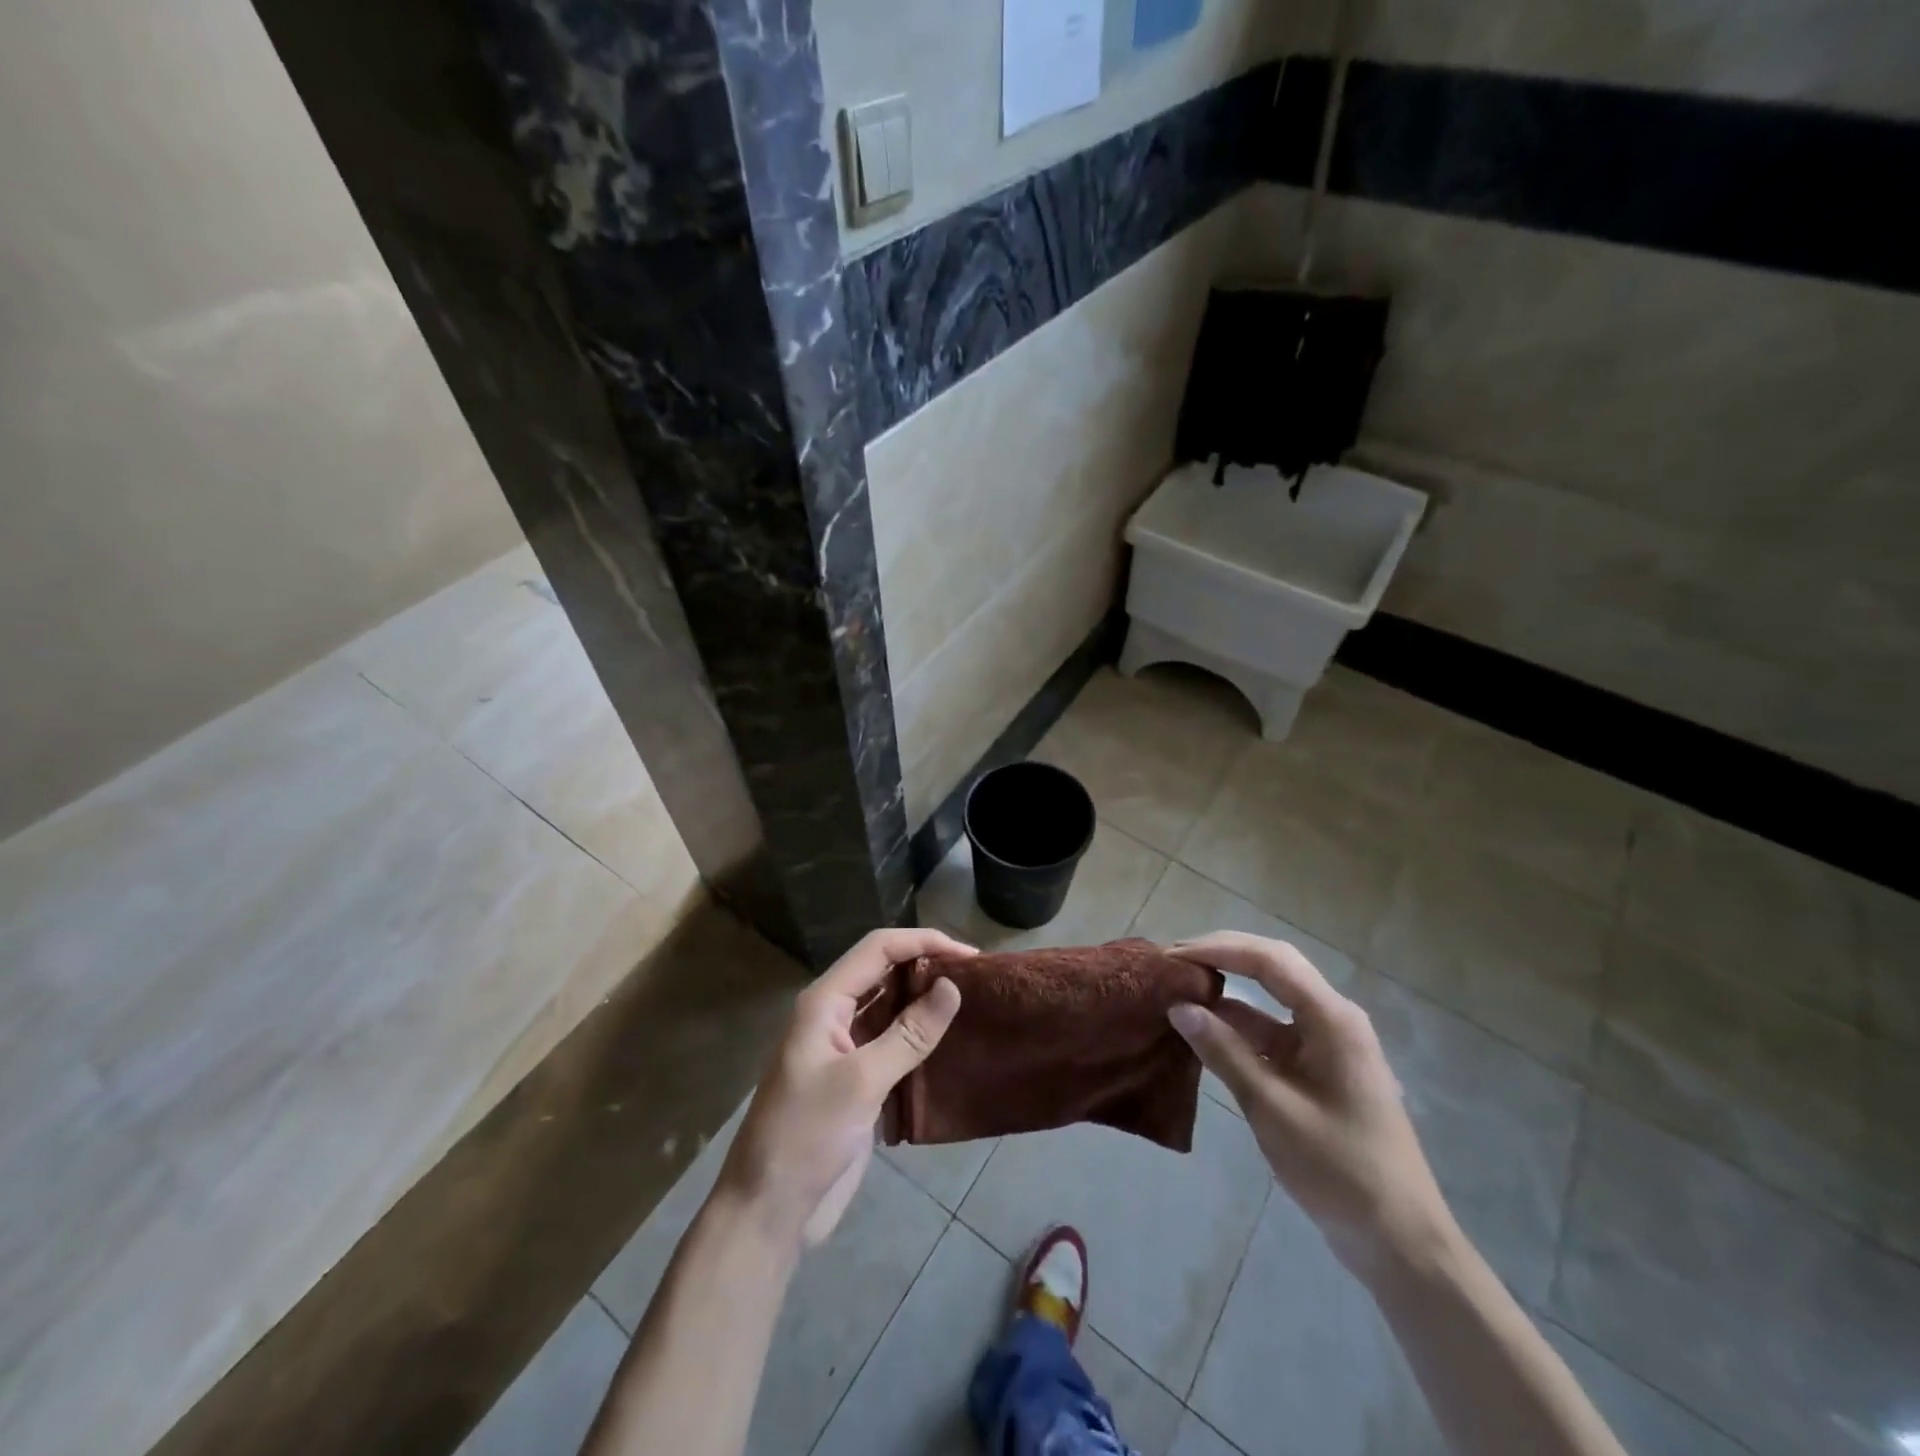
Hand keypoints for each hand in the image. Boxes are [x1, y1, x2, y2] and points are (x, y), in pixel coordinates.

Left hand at [717, 927, 970, 1248]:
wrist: (769, 1211)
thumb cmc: (806, 1137)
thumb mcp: (861, 1082)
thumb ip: (908, 1034)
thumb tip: (952, 987)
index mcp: (824, 1002)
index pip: (878, 948)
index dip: (923, 942)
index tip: (970, 956)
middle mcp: (834, 1015)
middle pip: (885, 972)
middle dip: (927, 967)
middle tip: (978, 978)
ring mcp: (845, 1048)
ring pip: (891, 1007)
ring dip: (926, 1001)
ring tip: (974, 1002)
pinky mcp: (858, 1080)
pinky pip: (893, 1043)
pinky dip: (921, 1037)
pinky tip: (953, 1042)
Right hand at [1165, 932, 1454, 1281]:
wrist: (1399, 1241)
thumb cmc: (1340, 1169)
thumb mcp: (1272, 1108)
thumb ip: (1224, 1052)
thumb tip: (1178, 1007)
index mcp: (1332, 1018)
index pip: (1269, 960)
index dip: (1218, 949)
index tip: (1172, 956)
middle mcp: (1332, 1018)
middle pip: (1272, 968)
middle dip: (1221, 957)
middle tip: (1171, 963)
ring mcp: (1326, 1044)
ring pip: (1269, 1000)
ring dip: (1226, 992)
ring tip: (1177, 990)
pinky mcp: (1318, 1069)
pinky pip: (1272, 1032)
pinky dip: (1237, 1027)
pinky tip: (1203, 1032)